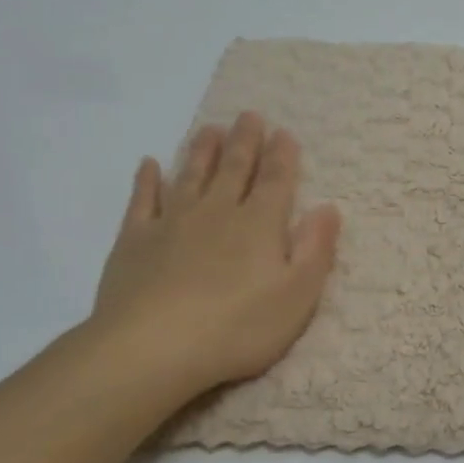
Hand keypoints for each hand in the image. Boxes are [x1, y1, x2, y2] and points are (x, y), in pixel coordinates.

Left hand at [90, 112, 340, 396]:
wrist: (153, 347)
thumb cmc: (237, 327)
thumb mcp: (297, 296)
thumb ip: (315, 250)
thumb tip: (329, 208)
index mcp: (259, 225)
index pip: (275, 181)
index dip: (282, 156)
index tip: (284, 132)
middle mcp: (217, 212)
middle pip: (234, 169)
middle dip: (245, 142)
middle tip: (249, 115)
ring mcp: (172, 223)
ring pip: (191, 176)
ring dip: (202, 151)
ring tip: (209, 129)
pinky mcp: (134, 241)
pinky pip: (142, 201)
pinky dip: (147, 180)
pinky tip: (150, 165)